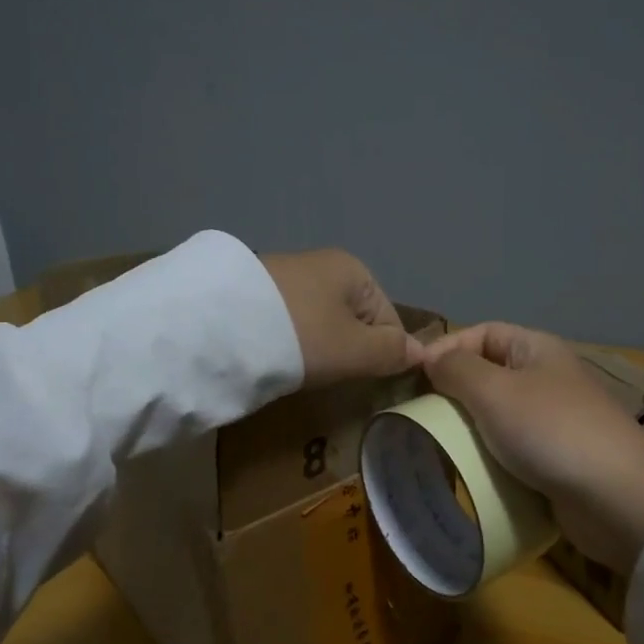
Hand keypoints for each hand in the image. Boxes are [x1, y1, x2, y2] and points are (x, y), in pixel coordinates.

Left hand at [261, 249, 424, 387]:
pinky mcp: (255, 291)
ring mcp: (286, 275)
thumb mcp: (356, 350)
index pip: (389, 320)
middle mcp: (323, 264)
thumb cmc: (302, 337)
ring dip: (317, 347)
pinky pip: (290, 322)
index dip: (383, 355)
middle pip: (354, 319)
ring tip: (301, 369)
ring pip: (320, 322)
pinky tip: (277, 357)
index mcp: (355, 270)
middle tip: (331, 376)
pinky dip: (290, 342)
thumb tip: (423, 352)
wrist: (220, 326)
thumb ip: (392, 352)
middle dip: (348, 350)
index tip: (362, 379)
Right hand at [424, 323, 643, 571]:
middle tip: (419, 416)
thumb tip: (431, 359)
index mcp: (536, 349)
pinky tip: (467, 472)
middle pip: (488, 374)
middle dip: (452, 393)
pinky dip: (488, 458)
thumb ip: (456, 369)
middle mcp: (546, 378)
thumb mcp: (494, 391)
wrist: (618, 499)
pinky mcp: (556, 460)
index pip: (482, 333)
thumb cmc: (551, 431)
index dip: (446, 348)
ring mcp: (553, 421)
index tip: (413, 378)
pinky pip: (511, 450)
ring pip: (497, 416)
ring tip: (436, 446)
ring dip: (468, 430)